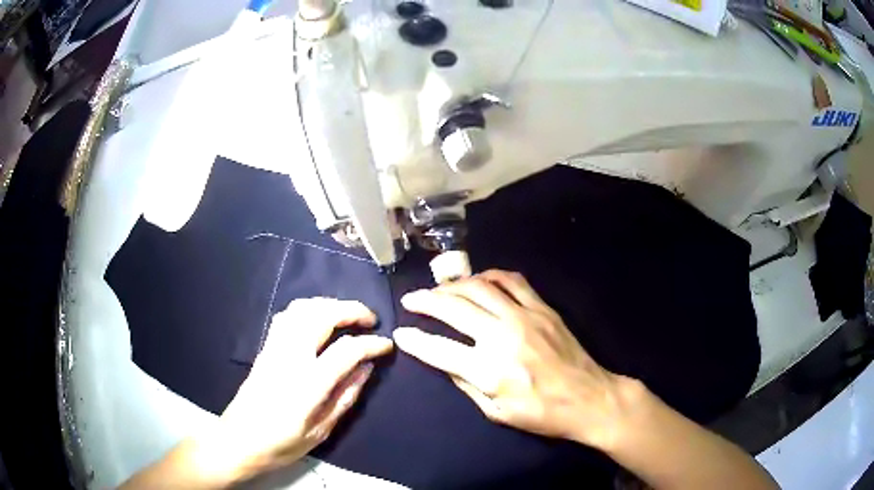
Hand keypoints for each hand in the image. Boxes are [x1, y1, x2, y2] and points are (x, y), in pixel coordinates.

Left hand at [208, 299, 393, 482]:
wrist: (238, 440)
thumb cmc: (281, 444)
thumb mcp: (321, 430)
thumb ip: (345, 397)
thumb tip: (366, 368)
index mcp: (308, 383)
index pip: (347, 350)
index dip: (372, 344)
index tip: (387, 345)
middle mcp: (290, 357)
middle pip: (322, 315)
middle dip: (351, 310)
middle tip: (370, 319)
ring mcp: (273, 348)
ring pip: (302, 309)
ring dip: (329, 304)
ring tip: (346, 315)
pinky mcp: (264, 348)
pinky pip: (287, 315)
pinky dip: (308, 309)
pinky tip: (317, 319)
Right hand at [393, 270, 641, 449]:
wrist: (589, 398)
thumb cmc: (542, 414)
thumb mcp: (496, 412)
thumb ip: (466, 384)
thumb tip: (443, 360)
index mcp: (489, 370)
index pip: (438, 349)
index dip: (414, 340)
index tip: (401, 334)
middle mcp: (502, 337)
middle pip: (453, 308)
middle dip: (425, 301)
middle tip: (410, 300)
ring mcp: (525, 317)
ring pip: (479, 288)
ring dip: (452, 285)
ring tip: (439, 290)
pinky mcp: (543, 308)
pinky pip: (512, 281)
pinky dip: (489, 276)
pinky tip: (479, 281)